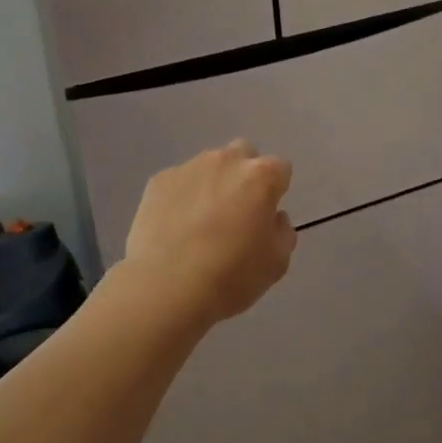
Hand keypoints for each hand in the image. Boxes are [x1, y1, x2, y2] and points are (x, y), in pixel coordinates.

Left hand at [120, 141, 296, 328]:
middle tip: (237, 211)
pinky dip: (182, 197)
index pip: (280, 169)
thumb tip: (273, 217)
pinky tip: (175, 228)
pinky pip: (179, 182)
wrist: (166, 288)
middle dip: (244, 175)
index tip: (266, 216)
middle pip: (244, 154)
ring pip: (209, 166)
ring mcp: (189, 167)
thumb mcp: (277, 263)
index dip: (276, 191)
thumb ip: (282, 231)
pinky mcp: (159, 180)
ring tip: (200, 223)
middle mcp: (226, 161)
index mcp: (261, 176)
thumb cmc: (230, 276)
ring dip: (212, 184)